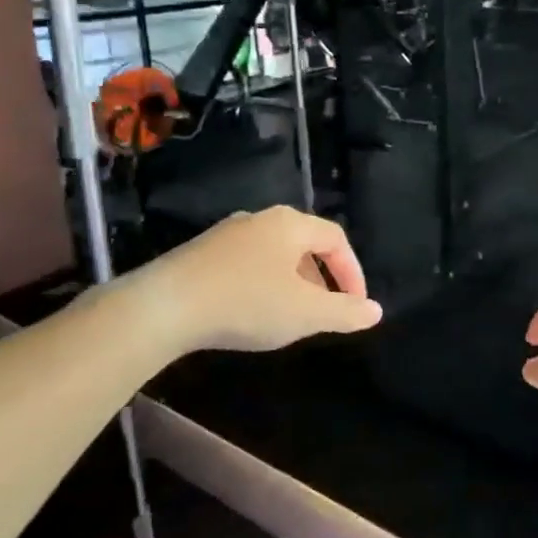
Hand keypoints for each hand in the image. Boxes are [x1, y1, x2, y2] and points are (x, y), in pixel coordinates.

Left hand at [116, 207, 380, 354]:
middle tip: (323, 312)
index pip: (336, 239)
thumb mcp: (305, 314)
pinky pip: (245, 264)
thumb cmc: (245, 303)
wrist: (161, 308)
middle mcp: (260, 219)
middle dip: (321, 279)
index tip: (355, 305)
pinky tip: (249, 312)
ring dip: (291, 284)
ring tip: (288, 317)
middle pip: (305, 245)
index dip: (352, 272)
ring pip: (274, 255)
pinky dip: (261, 284)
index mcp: (291, 224)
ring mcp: (226, 234)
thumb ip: (344, 312)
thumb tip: (375, 311)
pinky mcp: (199, 253)